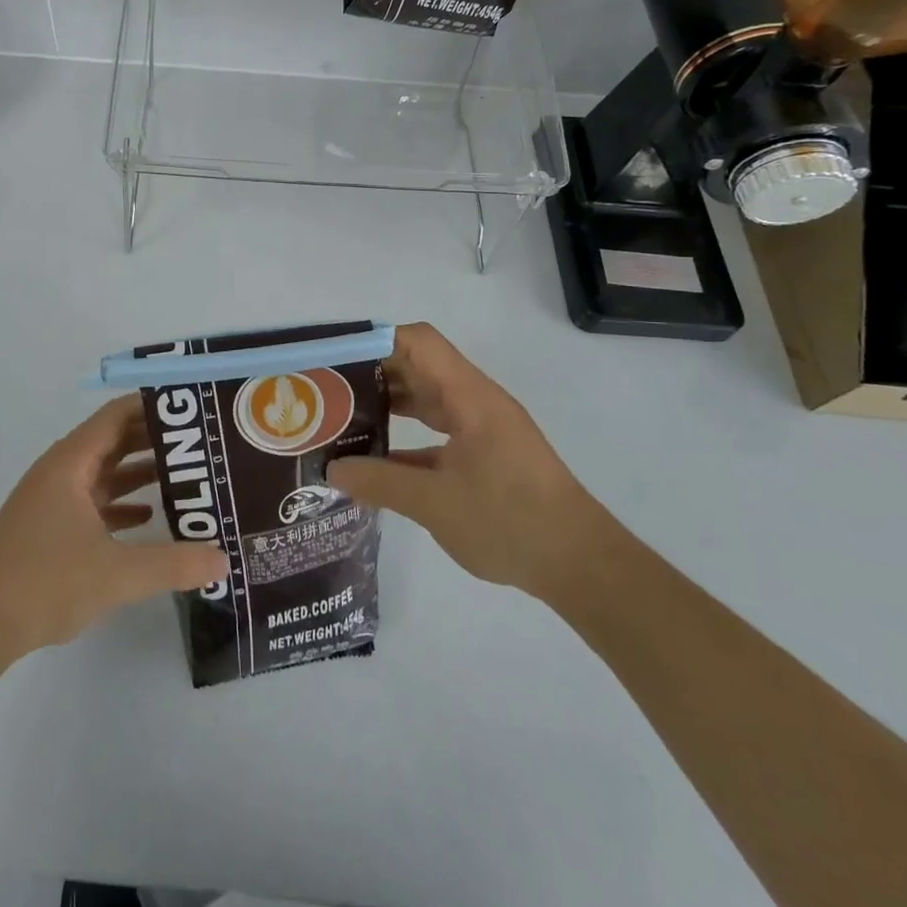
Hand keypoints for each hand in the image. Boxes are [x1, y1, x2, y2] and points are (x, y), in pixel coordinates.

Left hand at [0, 397, 228, 663]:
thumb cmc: (42, 582)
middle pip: (113, 441)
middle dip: (154, 440)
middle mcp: (61, 472)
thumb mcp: (115, 574)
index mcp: (71, 463)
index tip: (192, 408)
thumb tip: (223, 558)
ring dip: (139, 473)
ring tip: (185, 478)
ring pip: (104, 474)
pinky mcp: (49, 529)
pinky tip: (149, 519)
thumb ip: (172, 564)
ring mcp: (53, 501)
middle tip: (200, 444)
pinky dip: (121, 505)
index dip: (153, 406)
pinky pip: (93, 503)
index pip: (117, 415)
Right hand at [326, 322, 599, 598]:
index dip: (375, 341)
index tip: (334, 359)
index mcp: (469, 396)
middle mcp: (475, 401)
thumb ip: (379, 482)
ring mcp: (481, 427)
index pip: (418, 342)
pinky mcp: (484, 453)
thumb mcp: (435, 504)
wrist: (581, 565)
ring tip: (342, 417)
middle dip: (372, 373)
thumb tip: (331, 469)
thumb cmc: (511, 522)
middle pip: (418, 366)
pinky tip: (375, 456)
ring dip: (387, 403)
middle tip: (326, 390)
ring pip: (426, 398)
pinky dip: (405, 433)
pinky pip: (436, 428)